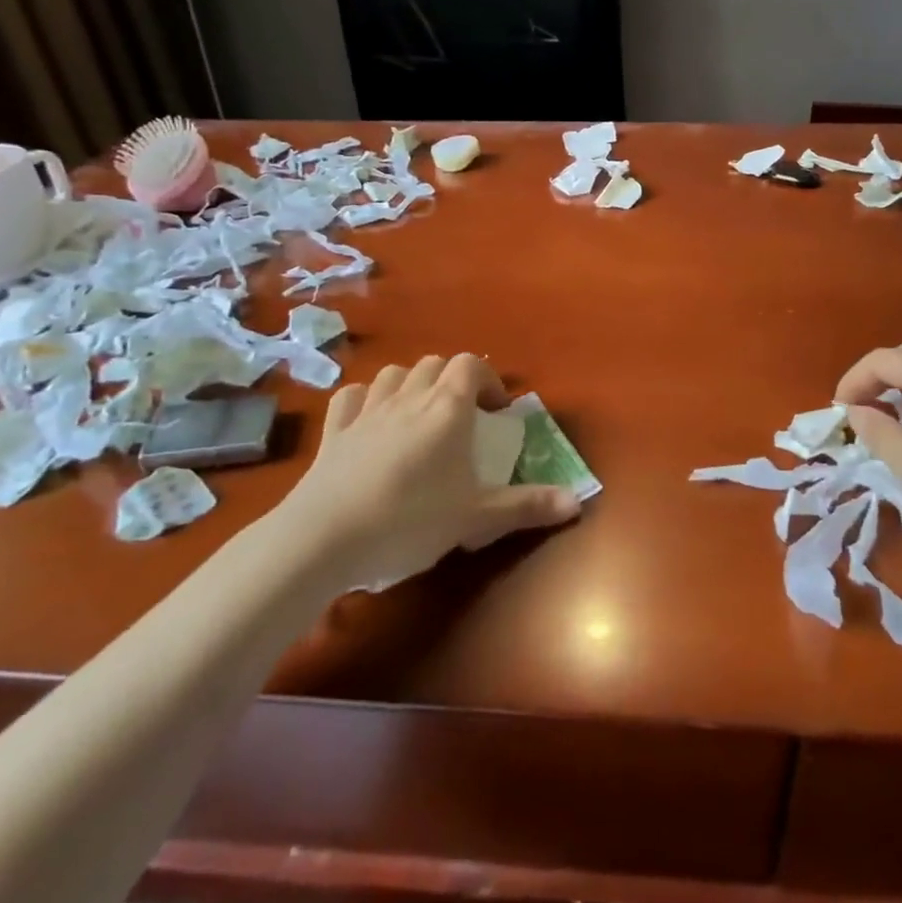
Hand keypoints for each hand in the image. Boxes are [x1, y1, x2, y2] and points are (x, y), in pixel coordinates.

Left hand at [287, 355, 580, 590]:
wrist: (324, 537)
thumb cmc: (410, 520)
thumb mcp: (475, 518)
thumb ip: (526, 506)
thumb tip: (577, 502)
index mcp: (446, 410)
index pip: (470, 366)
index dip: (487, 379)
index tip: (496, 411)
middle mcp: (408, 398)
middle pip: (435, 365)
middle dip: (454, 381)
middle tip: (464, 417)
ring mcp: (366, 412)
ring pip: (394, 374)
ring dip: (413, 383)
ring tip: (421, 414)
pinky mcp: (334, 431)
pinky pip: (351, 396)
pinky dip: (366, 399)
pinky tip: (371, 419)